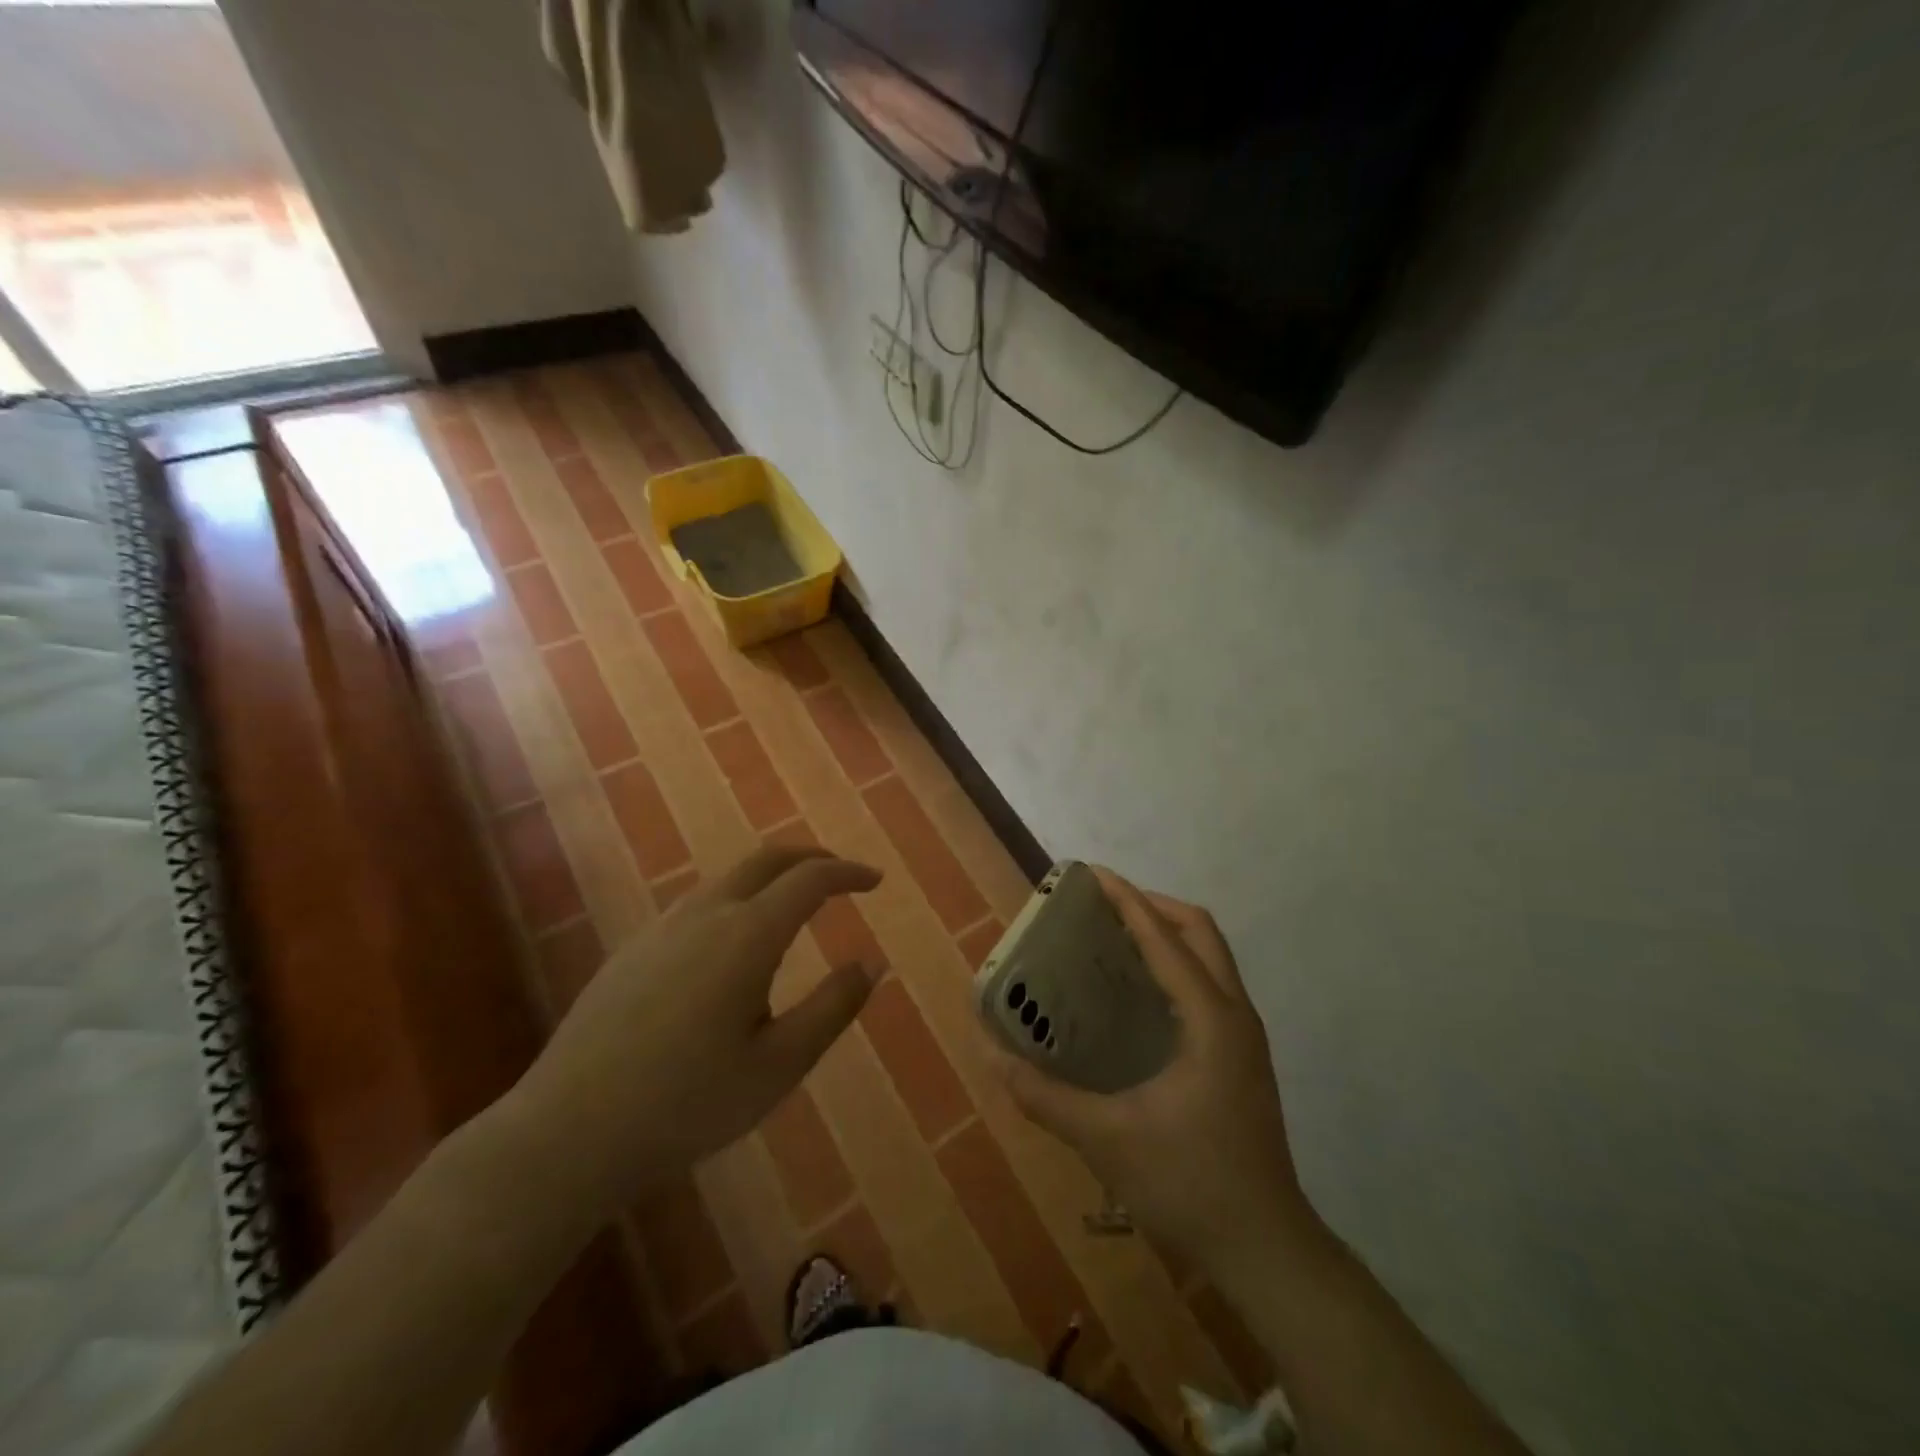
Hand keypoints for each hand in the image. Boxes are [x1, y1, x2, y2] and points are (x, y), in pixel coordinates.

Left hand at [508, 846, 881, 1218]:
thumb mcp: (779, 1065)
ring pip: (729, 878)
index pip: (810, 878)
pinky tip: (734, 947)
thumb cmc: (687, 1103)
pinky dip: (738, 900)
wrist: (567, 1133)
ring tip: (795, 909)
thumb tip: (872, 963)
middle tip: (842, 878)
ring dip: (771, 878)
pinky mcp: (634, 949)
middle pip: (767, 859)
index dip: (847, 873)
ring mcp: (662, 928)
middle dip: (811, 859)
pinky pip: (700, 903)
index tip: (875, 882)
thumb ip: (832, 1008)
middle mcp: (705, 914)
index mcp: (747, 935)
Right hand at [993, 868, 1312, 1268]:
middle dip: (1151, 906)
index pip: (1164, 939)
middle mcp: (1235, 1015)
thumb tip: (991, 1054)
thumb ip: (1044, 1095)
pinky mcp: (1242, 1058)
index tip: (1091, 875)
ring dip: (1167, 934)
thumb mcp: (1106, 1139)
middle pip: (1199, 931)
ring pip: (1210, 957)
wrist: (1266, 1250)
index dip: (1126, 900)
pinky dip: (1176, 966)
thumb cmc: (1188, 1185)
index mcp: (1209, 1019)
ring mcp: (1244, 1037)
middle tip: (1102, 906)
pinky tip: (1138, 994)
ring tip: (1114, 938)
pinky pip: (1210, 985)